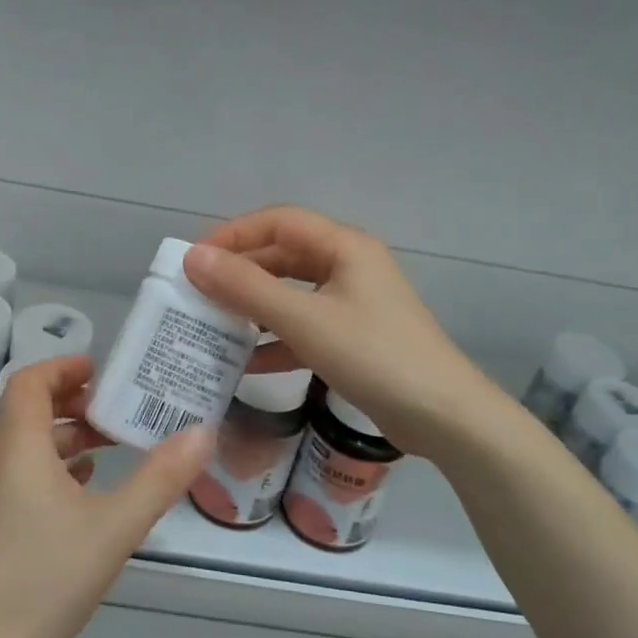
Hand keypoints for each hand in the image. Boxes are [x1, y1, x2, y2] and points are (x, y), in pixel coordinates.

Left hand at [0, 356, 214, 637]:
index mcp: (19, 450)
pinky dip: (55, 463)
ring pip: (26, 443)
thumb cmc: (48, 577)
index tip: (101, 371)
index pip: (29, 383)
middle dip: (70, 399)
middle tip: (114, 405)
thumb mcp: (116, 526)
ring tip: (111, 442)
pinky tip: (88, 484)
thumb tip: (202, 431)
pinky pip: (25, 472)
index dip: (62, 367)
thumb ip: (160, 478)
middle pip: (27, 409)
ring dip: (65, 433)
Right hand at [184, 207, 490, 460]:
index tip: (193, 259)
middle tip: (196, 294)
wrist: (444, 416)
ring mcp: (354, 304)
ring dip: (253, 307)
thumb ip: (246, 288)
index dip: (233, 234)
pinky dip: (275, 340)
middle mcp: (349, 267)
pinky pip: (304, 327)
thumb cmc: (374, 355)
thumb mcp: (304, 319)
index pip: (278, 221)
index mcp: (344, 247)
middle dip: (240, 273)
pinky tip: (245, 363)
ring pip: (292, 294)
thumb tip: (193, 258)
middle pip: (283, 256)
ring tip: (212, 325)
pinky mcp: (354, 339)